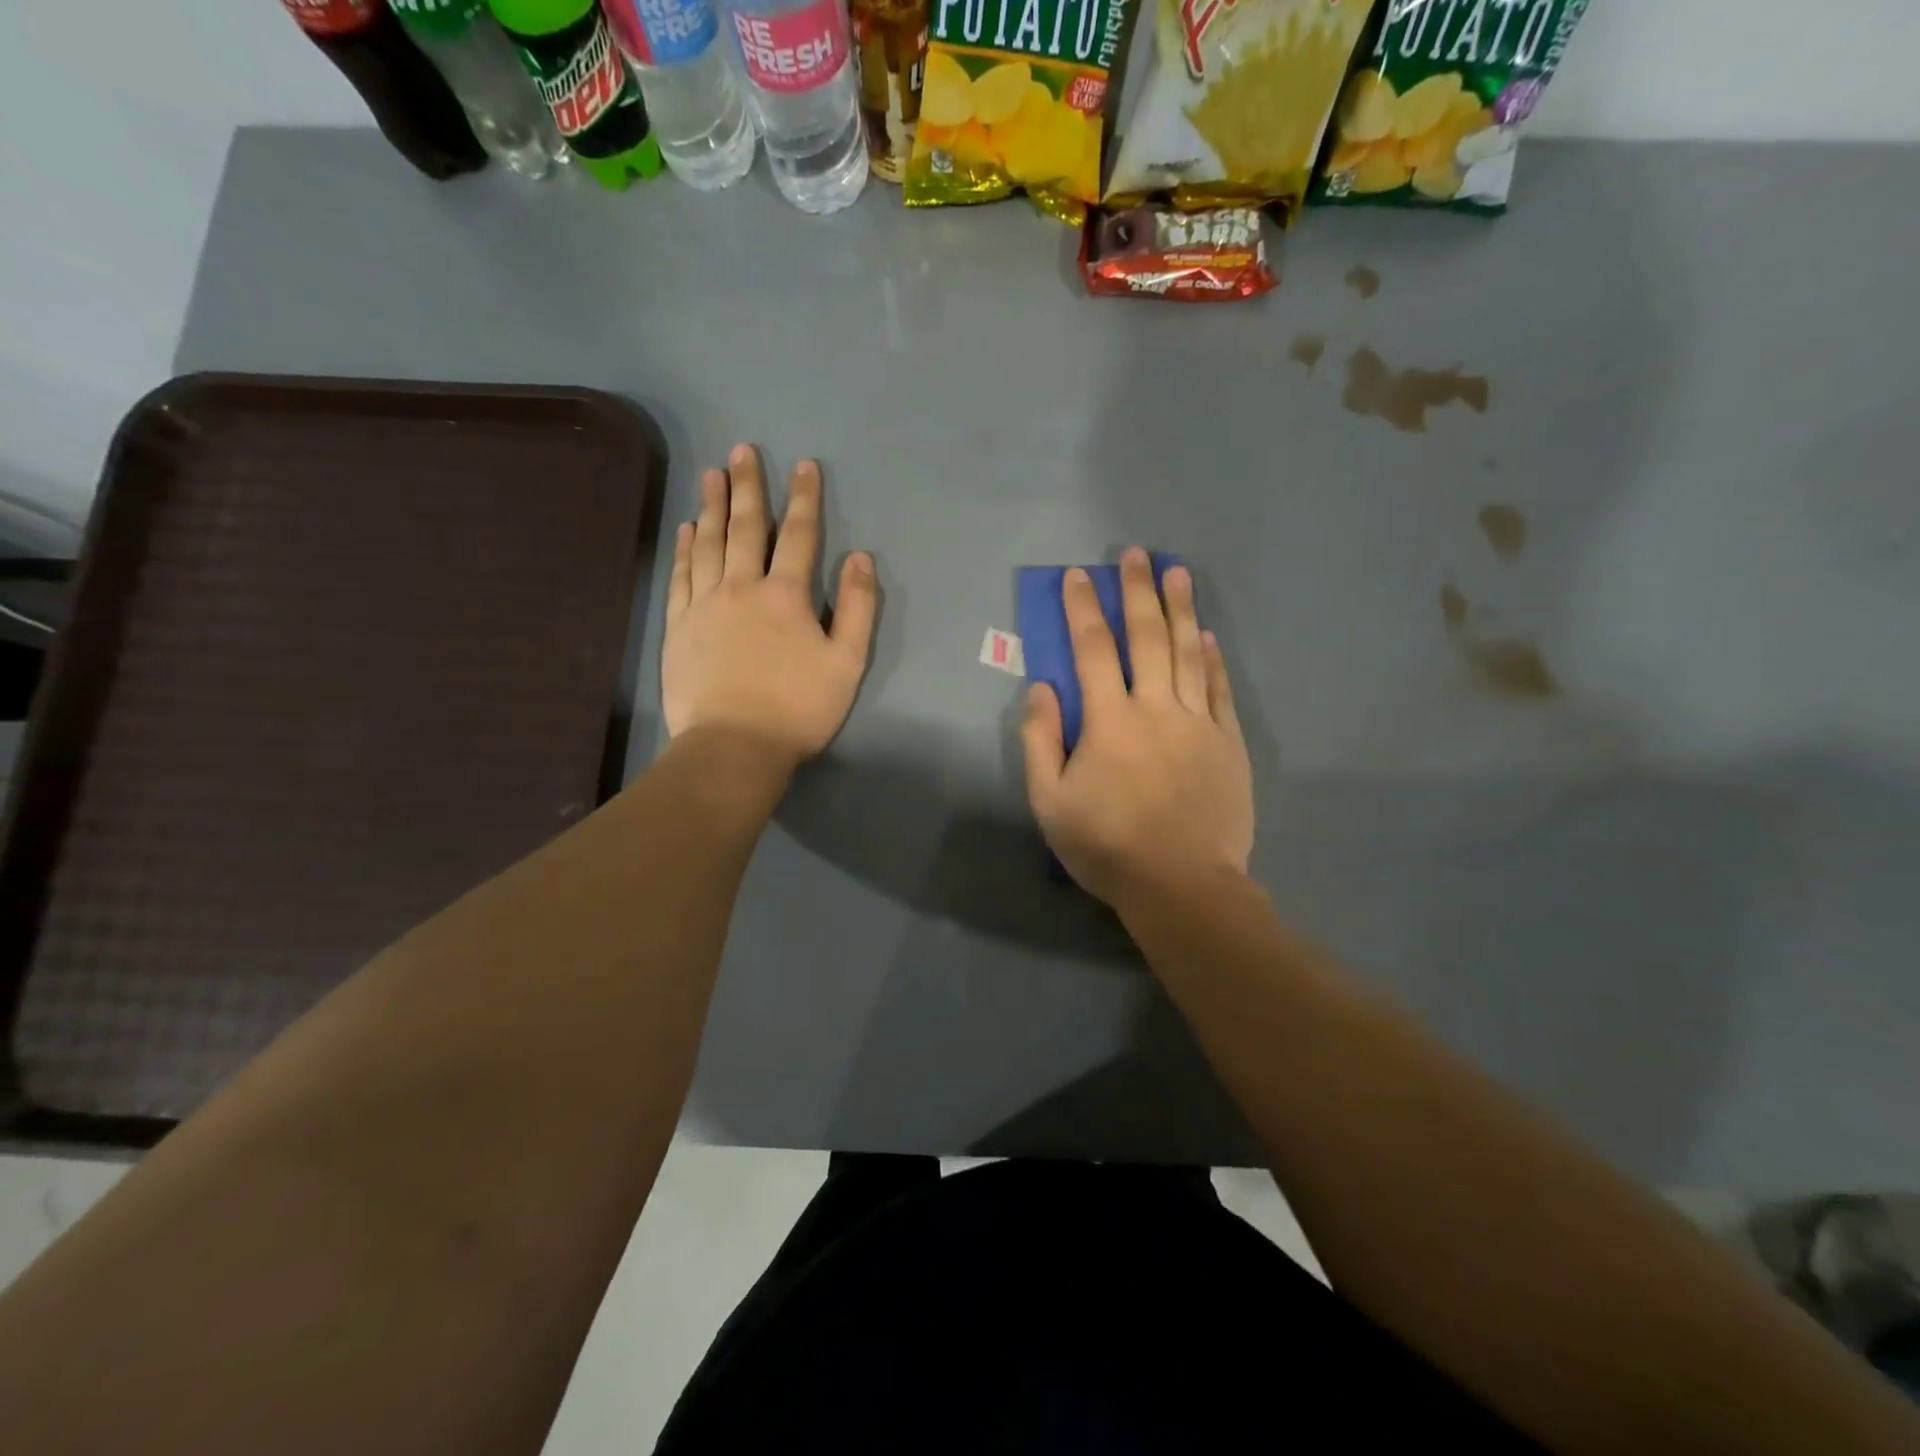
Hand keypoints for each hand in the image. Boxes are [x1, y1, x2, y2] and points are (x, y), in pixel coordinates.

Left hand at [662, 445, 877, 766]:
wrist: (734, 746)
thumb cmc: (798, 708)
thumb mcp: (847, 663)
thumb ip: (857, 607)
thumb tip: (860, 558)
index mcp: (787, 595)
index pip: (798, 535)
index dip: (804, 498)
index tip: (804, 465)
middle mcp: (742, 587)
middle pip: (746, 528)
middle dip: (748, 486)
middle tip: (742, 451)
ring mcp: (705, 605)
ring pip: (709, 544)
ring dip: (713, 506)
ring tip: (712, 475)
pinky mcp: (679, 626)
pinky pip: (682, 576)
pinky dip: (685, 548)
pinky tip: (687, 530)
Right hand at [1021, 548, 1252, 910]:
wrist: (1181, 885)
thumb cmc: (1107, 846)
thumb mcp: (1050, 802)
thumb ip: (1040, 741)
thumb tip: (1041, 688)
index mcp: (1108, 721)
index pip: (1091, 651)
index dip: (1083, 609)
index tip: (1078, 576)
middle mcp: (1155, 708)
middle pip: (1146, 638)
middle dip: (1137, 592)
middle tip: (1135, 555)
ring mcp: (1197, 723)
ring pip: (1187, 653)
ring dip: (1180, 610)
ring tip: (1177, 572)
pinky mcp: (1227, 743)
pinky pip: (1219, 690)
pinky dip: (1211, 659)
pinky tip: (1207, 636)